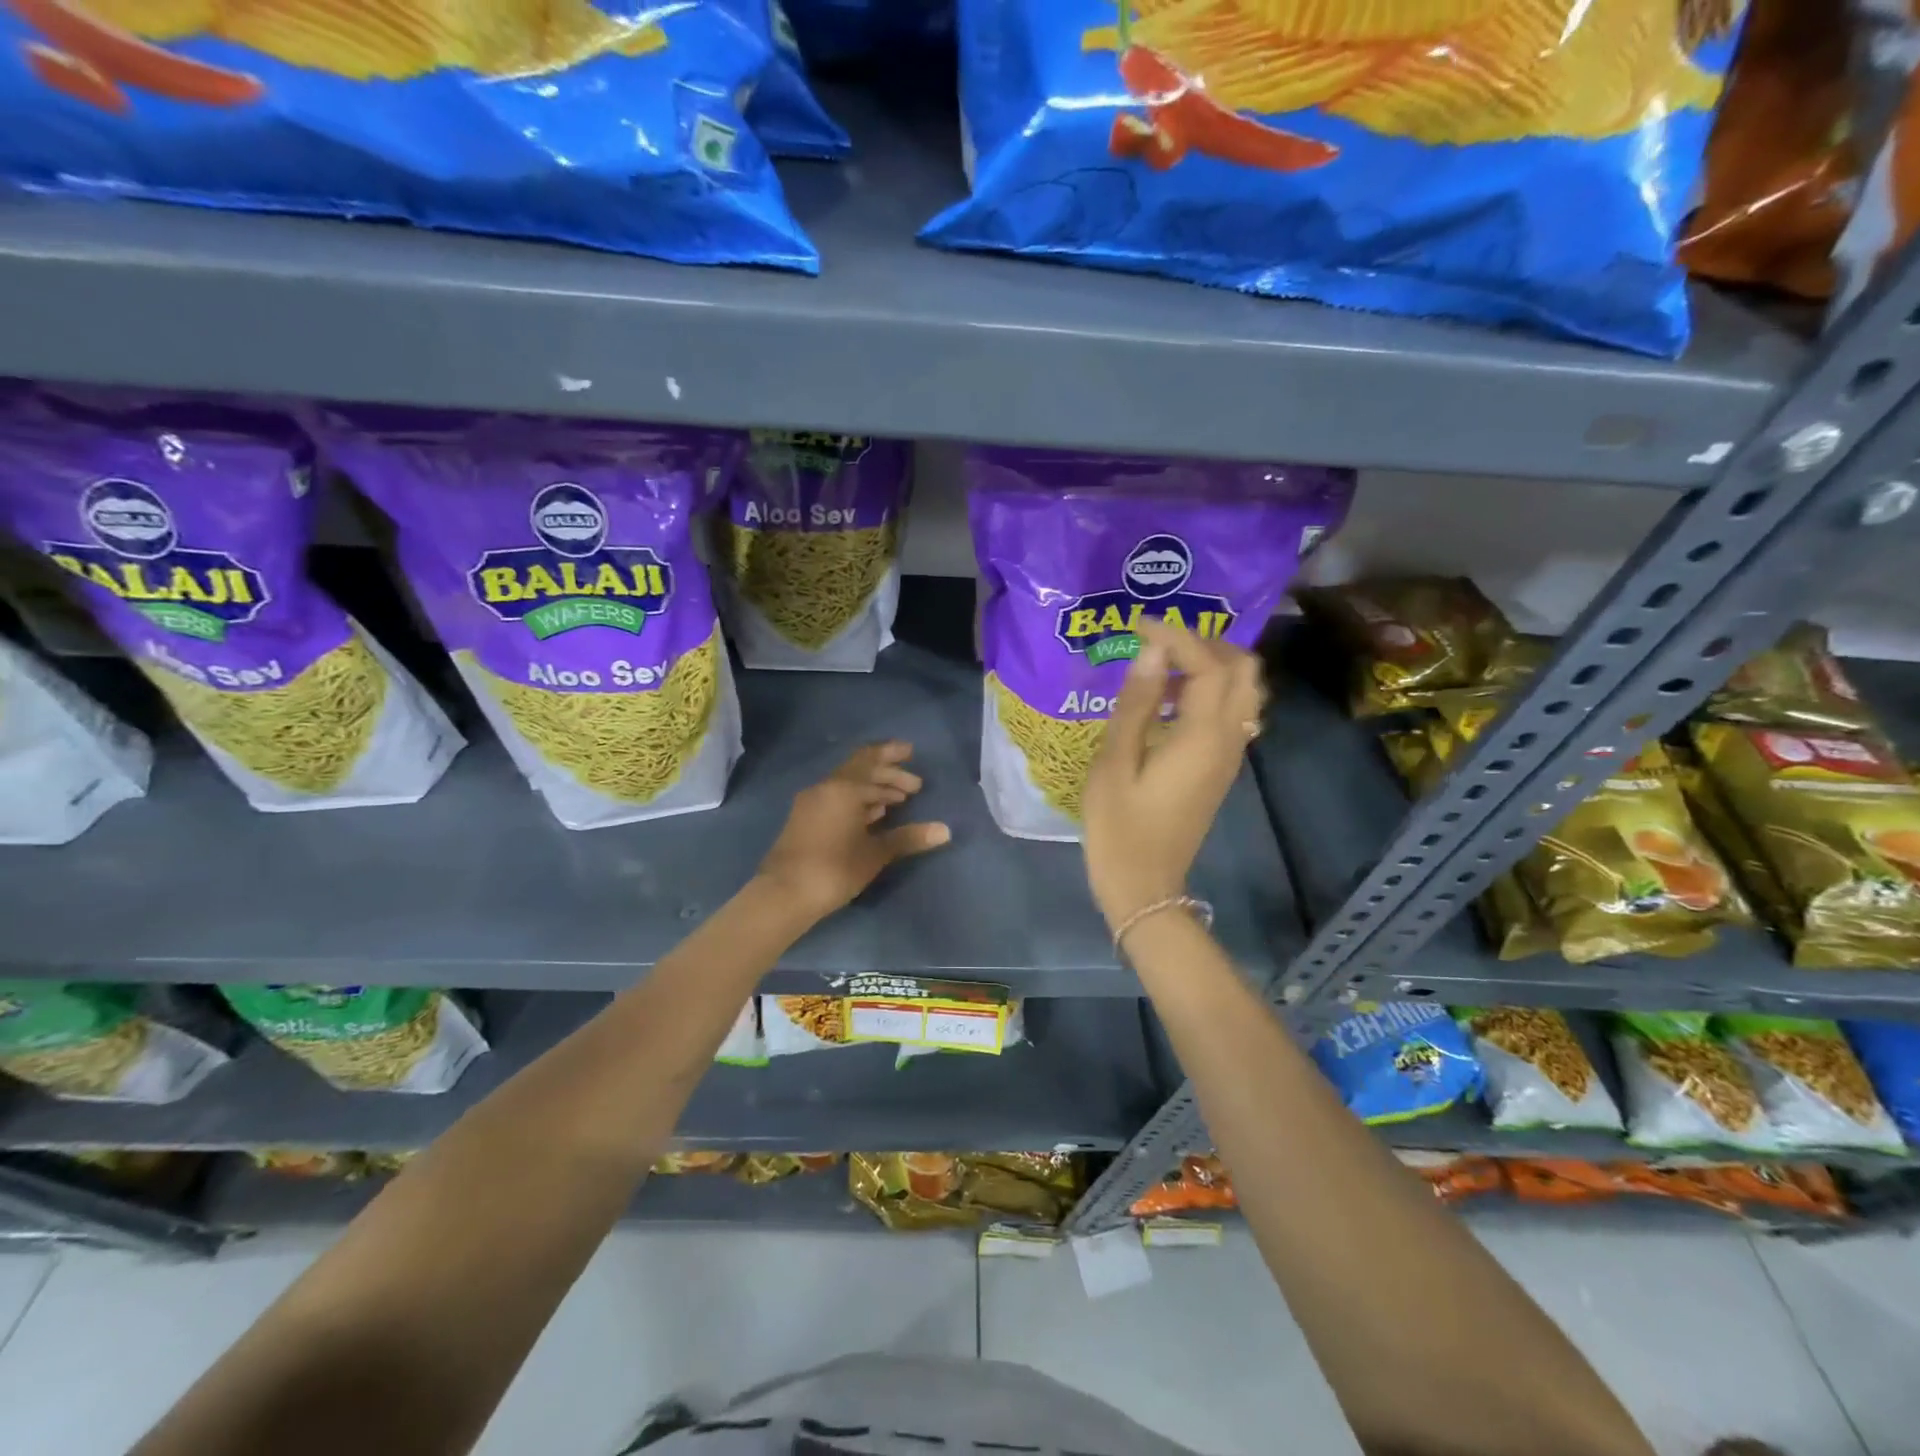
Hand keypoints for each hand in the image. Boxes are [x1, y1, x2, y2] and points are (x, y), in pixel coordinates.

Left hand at [756, 741, 951, 920]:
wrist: (783, 894)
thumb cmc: (834, 868)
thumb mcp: (875, 853)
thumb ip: (908, 838)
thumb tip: (945, 830)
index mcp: (843, 788)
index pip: (870, 758)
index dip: (892, 754)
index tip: (911, 753)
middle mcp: (825, 788)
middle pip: (860, 770)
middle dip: (888, 776)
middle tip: (915, 787)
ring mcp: (811, 803)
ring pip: (847, 786)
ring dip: (873, 790)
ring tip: (898, 802)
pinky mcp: (804, 820)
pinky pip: (836, 799)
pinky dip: (857, 801)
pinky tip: (871, 817)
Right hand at [1082, 618, 1264, 931]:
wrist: (1145, 886)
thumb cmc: (1120, 827)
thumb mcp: (1116, 762)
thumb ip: (1136, 704)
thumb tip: (1150, 651)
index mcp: (1202, 736)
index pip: (1206, 664)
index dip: (1175, 635)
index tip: (1137, 624)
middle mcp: (1228, 739)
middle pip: (1243, 669)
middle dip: (1206, 642)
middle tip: (1159, 641)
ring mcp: (1230, 755)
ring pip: (1244, 690)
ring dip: (1212, 665)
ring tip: (1163, 666)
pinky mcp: (1220, 768)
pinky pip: (1232, 712)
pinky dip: (1210, 691)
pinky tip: (1169, 701)